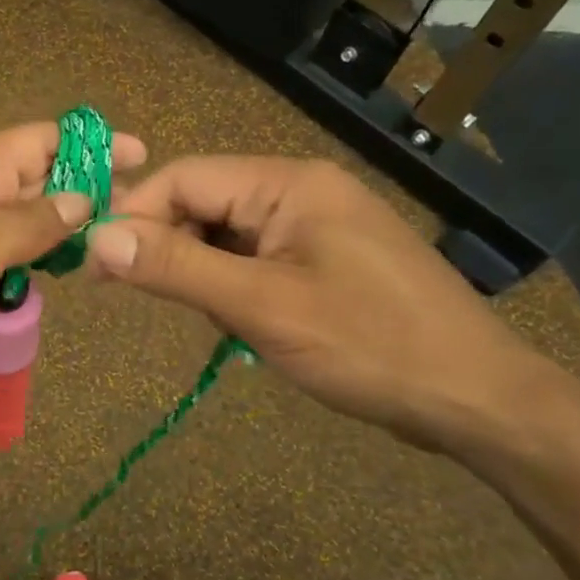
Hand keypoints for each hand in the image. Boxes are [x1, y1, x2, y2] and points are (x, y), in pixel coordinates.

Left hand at [0, 122, 146, 401]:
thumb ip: (35, 222)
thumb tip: (85, 200)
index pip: (43, 139)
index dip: (93, 143)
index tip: (142, 156)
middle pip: (35, 177)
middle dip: (83, 190)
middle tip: (136, 214)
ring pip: (20, 221)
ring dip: (57, 231)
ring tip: (105, 247)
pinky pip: (1, 255)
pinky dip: (28, 262)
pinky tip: (54, 278)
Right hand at [85, 156, 555, 454]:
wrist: (481, 401)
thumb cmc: (370, 345)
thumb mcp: (262, 306)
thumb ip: (177, 267)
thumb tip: (97, 238)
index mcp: (288, 183)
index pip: (184, 178)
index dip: (134, 216)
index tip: (98, 267)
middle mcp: (300, 190)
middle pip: (204, 203)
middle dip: (172, 249)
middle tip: (154, 301)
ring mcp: (317, 225)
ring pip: (226, 235)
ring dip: (205, 274)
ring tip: (221, 322)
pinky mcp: (326, 259)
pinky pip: (256, 259)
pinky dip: (235, 288)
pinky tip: (247, 326)